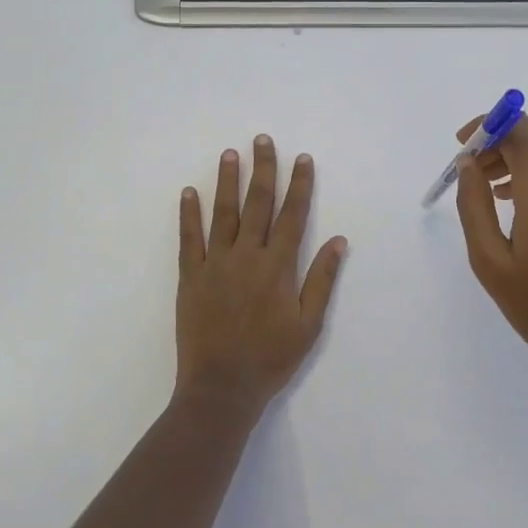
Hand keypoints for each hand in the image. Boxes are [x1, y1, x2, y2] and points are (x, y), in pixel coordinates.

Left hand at [177, 134, 346, 410]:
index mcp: (278, 266)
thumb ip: (321, 279)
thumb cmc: (271, 358)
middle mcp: (248, 256)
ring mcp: (216, 264)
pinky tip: (189, 192)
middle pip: (258, 204)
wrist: (221, 388)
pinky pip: (190, 238)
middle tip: (263, 140)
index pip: (293, 215)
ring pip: (224, 213)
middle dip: (263, 169)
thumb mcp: (309, 324)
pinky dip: (189, 214)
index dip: (299, 185)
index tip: (302, 158)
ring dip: (228, 181)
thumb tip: (338, 241)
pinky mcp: (191, 276)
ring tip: (230, 153)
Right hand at [455, 115, 527, 387]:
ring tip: (490, 186)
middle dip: (503, 135)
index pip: (521, 130)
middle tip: (475, 166)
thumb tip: (468, 164)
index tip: (462, 144)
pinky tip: (517, 203)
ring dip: (520, 152)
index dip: (489, 124)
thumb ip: (474, 206)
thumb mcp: (489, 260)